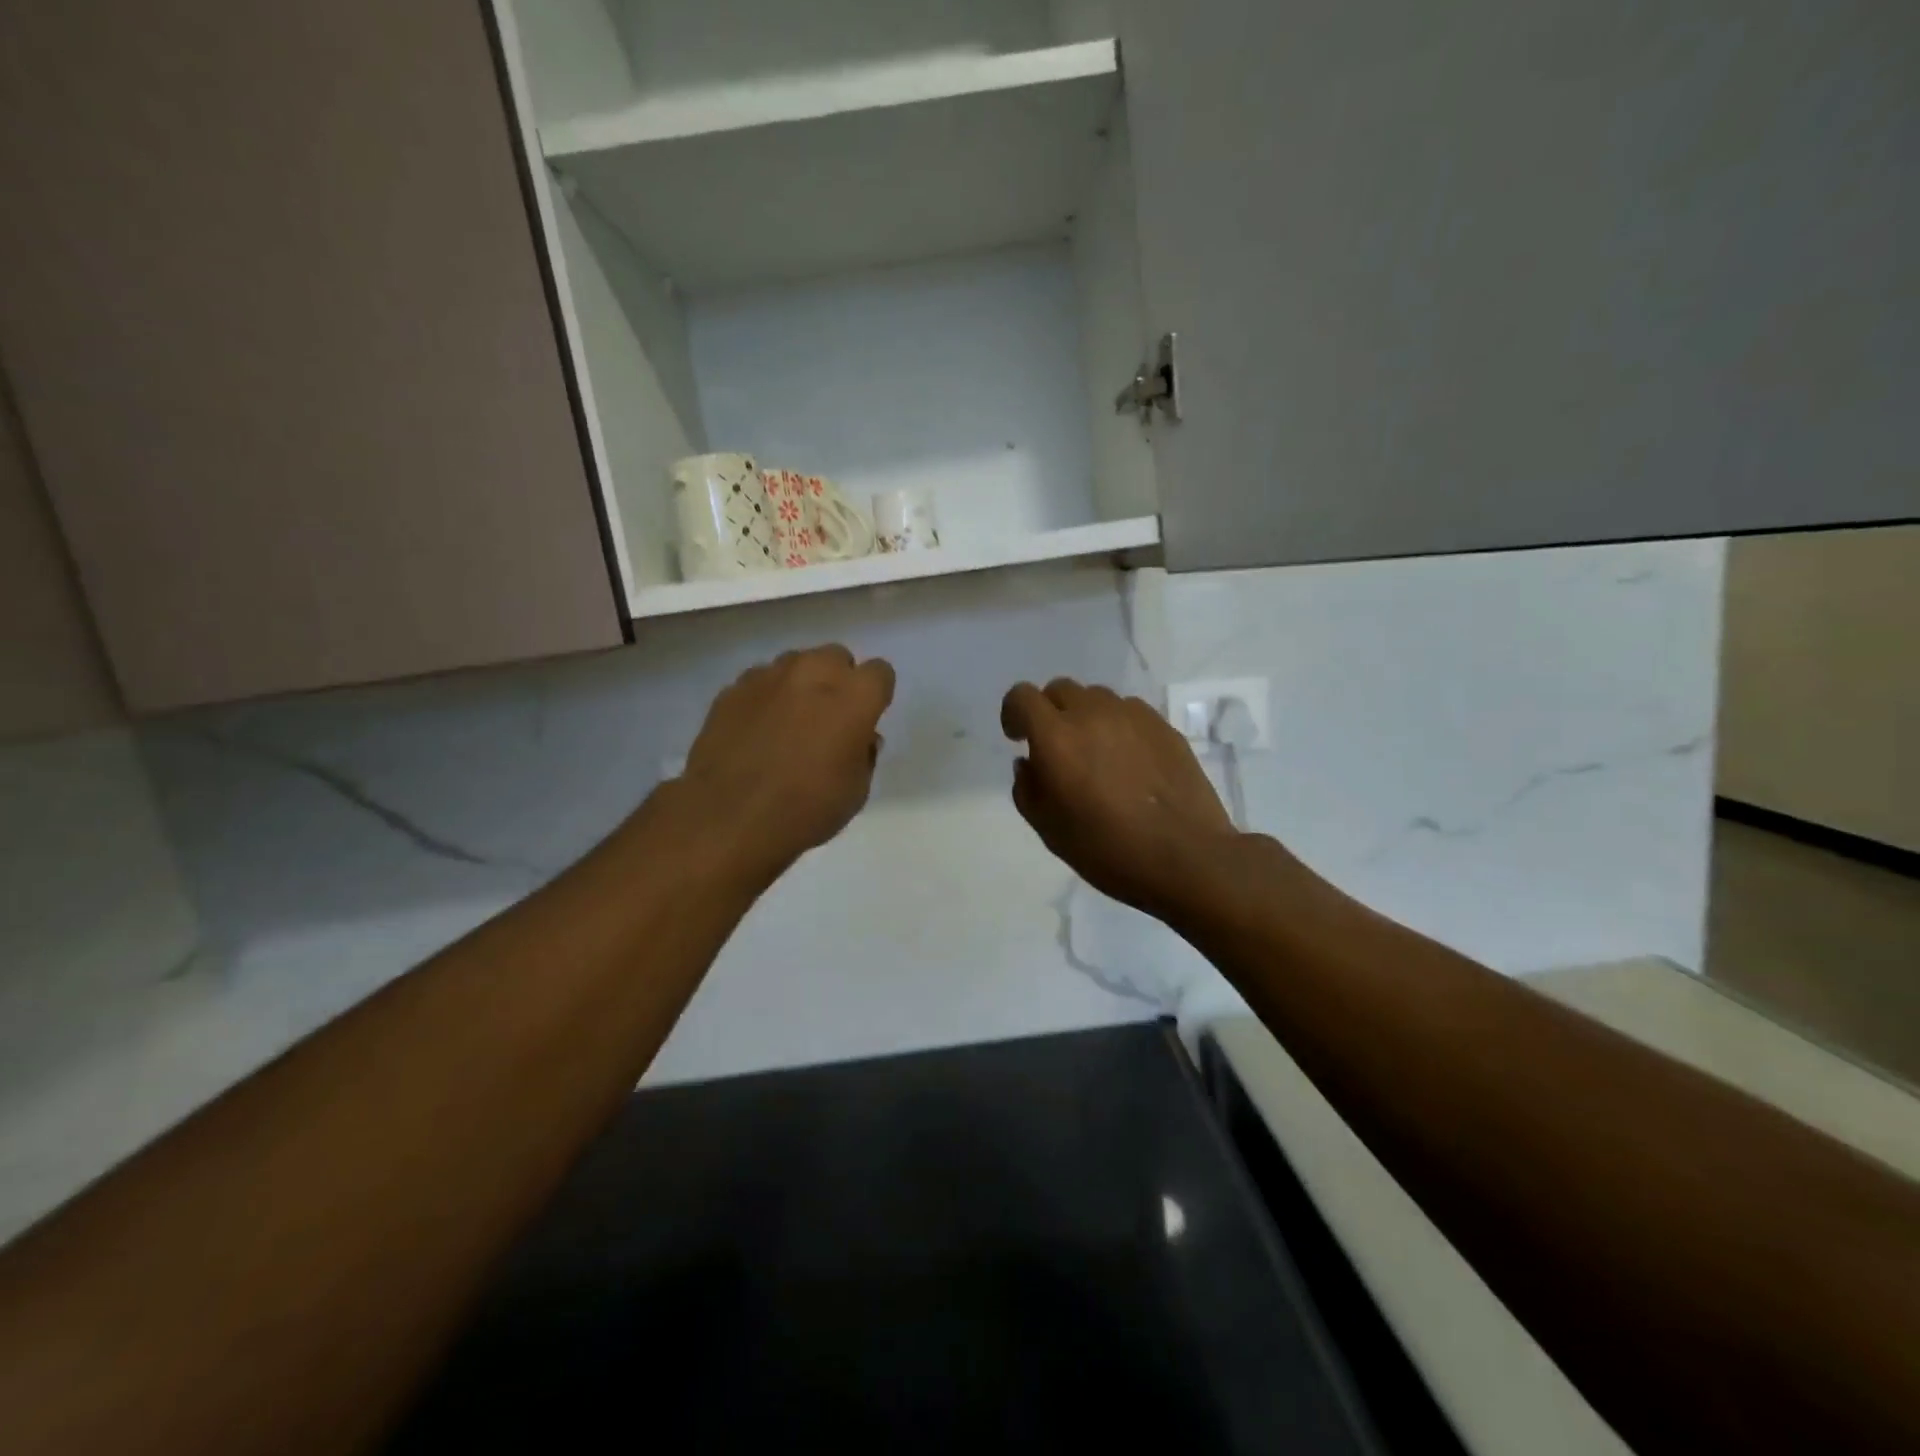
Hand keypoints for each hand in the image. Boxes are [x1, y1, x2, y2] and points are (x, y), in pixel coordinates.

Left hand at [682, 645, 894, 872]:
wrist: (729, 818)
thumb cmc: (806, 809)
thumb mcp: (856, 791)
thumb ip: (864, 754)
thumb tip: (861, 738)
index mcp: (854, 697)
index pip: (879, 672)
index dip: (875, 696)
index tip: (865, 719)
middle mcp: (814, 673)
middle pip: (836, 657)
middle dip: (838, 680)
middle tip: (828, 718)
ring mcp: (769, 676)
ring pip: (795, 663)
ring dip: (800, 684)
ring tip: (789, 722)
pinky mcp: (733, 689)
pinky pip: (760, 681)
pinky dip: (766, 698)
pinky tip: (757, 730)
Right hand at [1001, 678, 1238, 919]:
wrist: (1185, 856)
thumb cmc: (1107, 849)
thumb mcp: (1048, 829)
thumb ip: (1027, 788)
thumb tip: (1029, 762)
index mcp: (1056, 737)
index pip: (1022, 696)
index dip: (1013, 713)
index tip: (1018, 738)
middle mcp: (1092, 714)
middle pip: (1059, 689)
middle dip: (1049, 712)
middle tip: (1056, 748)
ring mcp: (1132, 715)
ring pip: (1096, 697)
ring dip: (1085, 717)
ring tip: (1096, 754)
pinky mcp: (1163, 725)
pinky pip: (1128, 711)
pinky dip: (1117, 726)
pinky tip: (1128, 761)